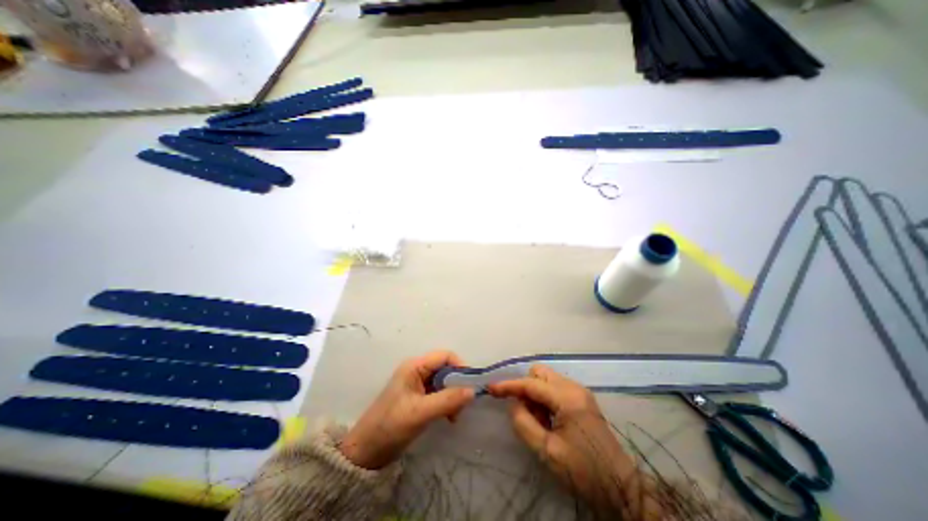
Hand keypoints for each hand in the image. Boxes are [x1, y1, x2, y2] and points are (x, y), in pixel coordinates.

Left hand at [339, 353, 472, 468]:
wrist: (365, 452)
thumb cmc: (390, 426)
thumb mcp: (420, 413)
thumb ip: (447, 400)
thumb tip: (472, 391)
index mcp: (415, 366)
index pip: (444, 356)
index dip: (460, 366)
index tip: (470, 385)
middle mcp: (417, 370)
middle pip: (446, 368)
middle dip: (457, 384)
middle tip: (462, 405)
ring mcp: (417, 384)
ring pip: (444, 381)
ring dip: (453, 395)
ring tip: (454, 416)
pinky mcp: (418, 397)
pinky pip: (439, 393)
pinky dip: (447, 402)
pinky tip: (449, 417)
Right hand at [487, 363, 651, 519]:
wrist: (623, 489)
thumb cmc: (584, 472)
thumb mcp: (548, 452)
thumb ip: (524, 424)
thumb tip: (514, 404)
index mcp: (567, 398)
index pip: (531, 384)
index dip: (509, 385)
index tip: (490, 388)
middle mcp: (573, 387)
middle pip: (539, 373)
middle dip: (526, 388)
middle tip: (526, 413)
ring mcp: (580, 392)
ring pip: (547, 380)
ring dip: (536, 394)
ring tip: (540, 421)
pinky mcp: (582, 399)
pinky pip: (555, 389)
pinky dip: (546, 399)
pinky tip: (550, 420)